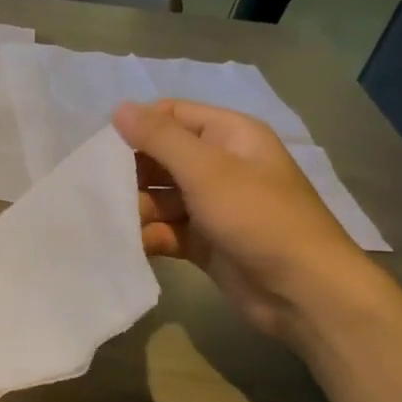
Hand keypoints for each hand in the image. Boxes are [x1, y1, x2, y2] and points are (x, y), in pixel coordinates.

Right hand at [114, 100, 383, 344]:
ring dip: (135, 208)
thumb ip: (160, 138)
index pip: (173, 116)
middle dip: (130, 172)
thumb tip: (119, 108)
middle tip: (96, 188)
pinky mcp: (205, 242)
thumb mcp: (208, 170)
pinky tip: (125, 245)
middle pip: (162, 158)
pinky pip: (167, 230)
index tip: (100, 147)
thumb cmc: (258, 218)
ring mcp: (213, 206)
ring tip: (110, 222)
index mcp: (230, 136)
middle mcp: (221, 166)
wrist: (304, 292)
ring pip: (161, 197)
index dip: (138, 126)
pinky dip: (147, 236)